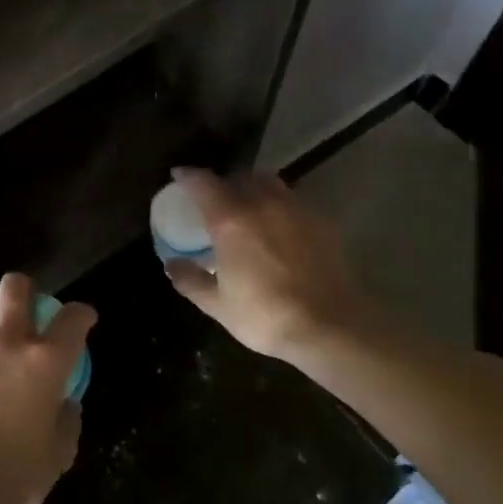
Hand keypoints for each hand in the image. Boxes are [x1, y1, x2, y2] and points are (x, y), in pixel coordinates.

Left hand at [0, 273, 93, 503]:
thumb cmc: (16, 473)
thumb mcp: (59, 452)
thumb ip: (66, 419)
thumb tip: (64, 403)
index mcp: (46, 361)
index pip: (72, 318)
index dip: (82, 314)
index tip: (84, 320)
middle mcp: (9, 343)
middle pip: (15, 287)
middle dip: (26, 290)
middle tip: (31, 311)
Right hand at [162, 167, 373, 367]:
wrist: (330, 328)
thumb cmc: (265, 316)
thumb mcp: (218, 305)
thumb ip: (191, 280)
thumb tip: (171, 264)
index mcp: (230, 220)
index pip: (203, 183)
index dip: (188, 176)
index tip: (179, 175)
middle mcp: (262, 204)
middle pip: (240, 176)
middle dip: (225, 181)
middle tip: (216, 198)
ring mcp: (296, 210)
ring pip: (270, 183)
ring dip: (255, 188)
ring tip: (250, 207)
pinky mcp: (322, 222)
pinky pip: (294, 201)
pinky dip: (280, 206)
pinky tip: (281, 227)